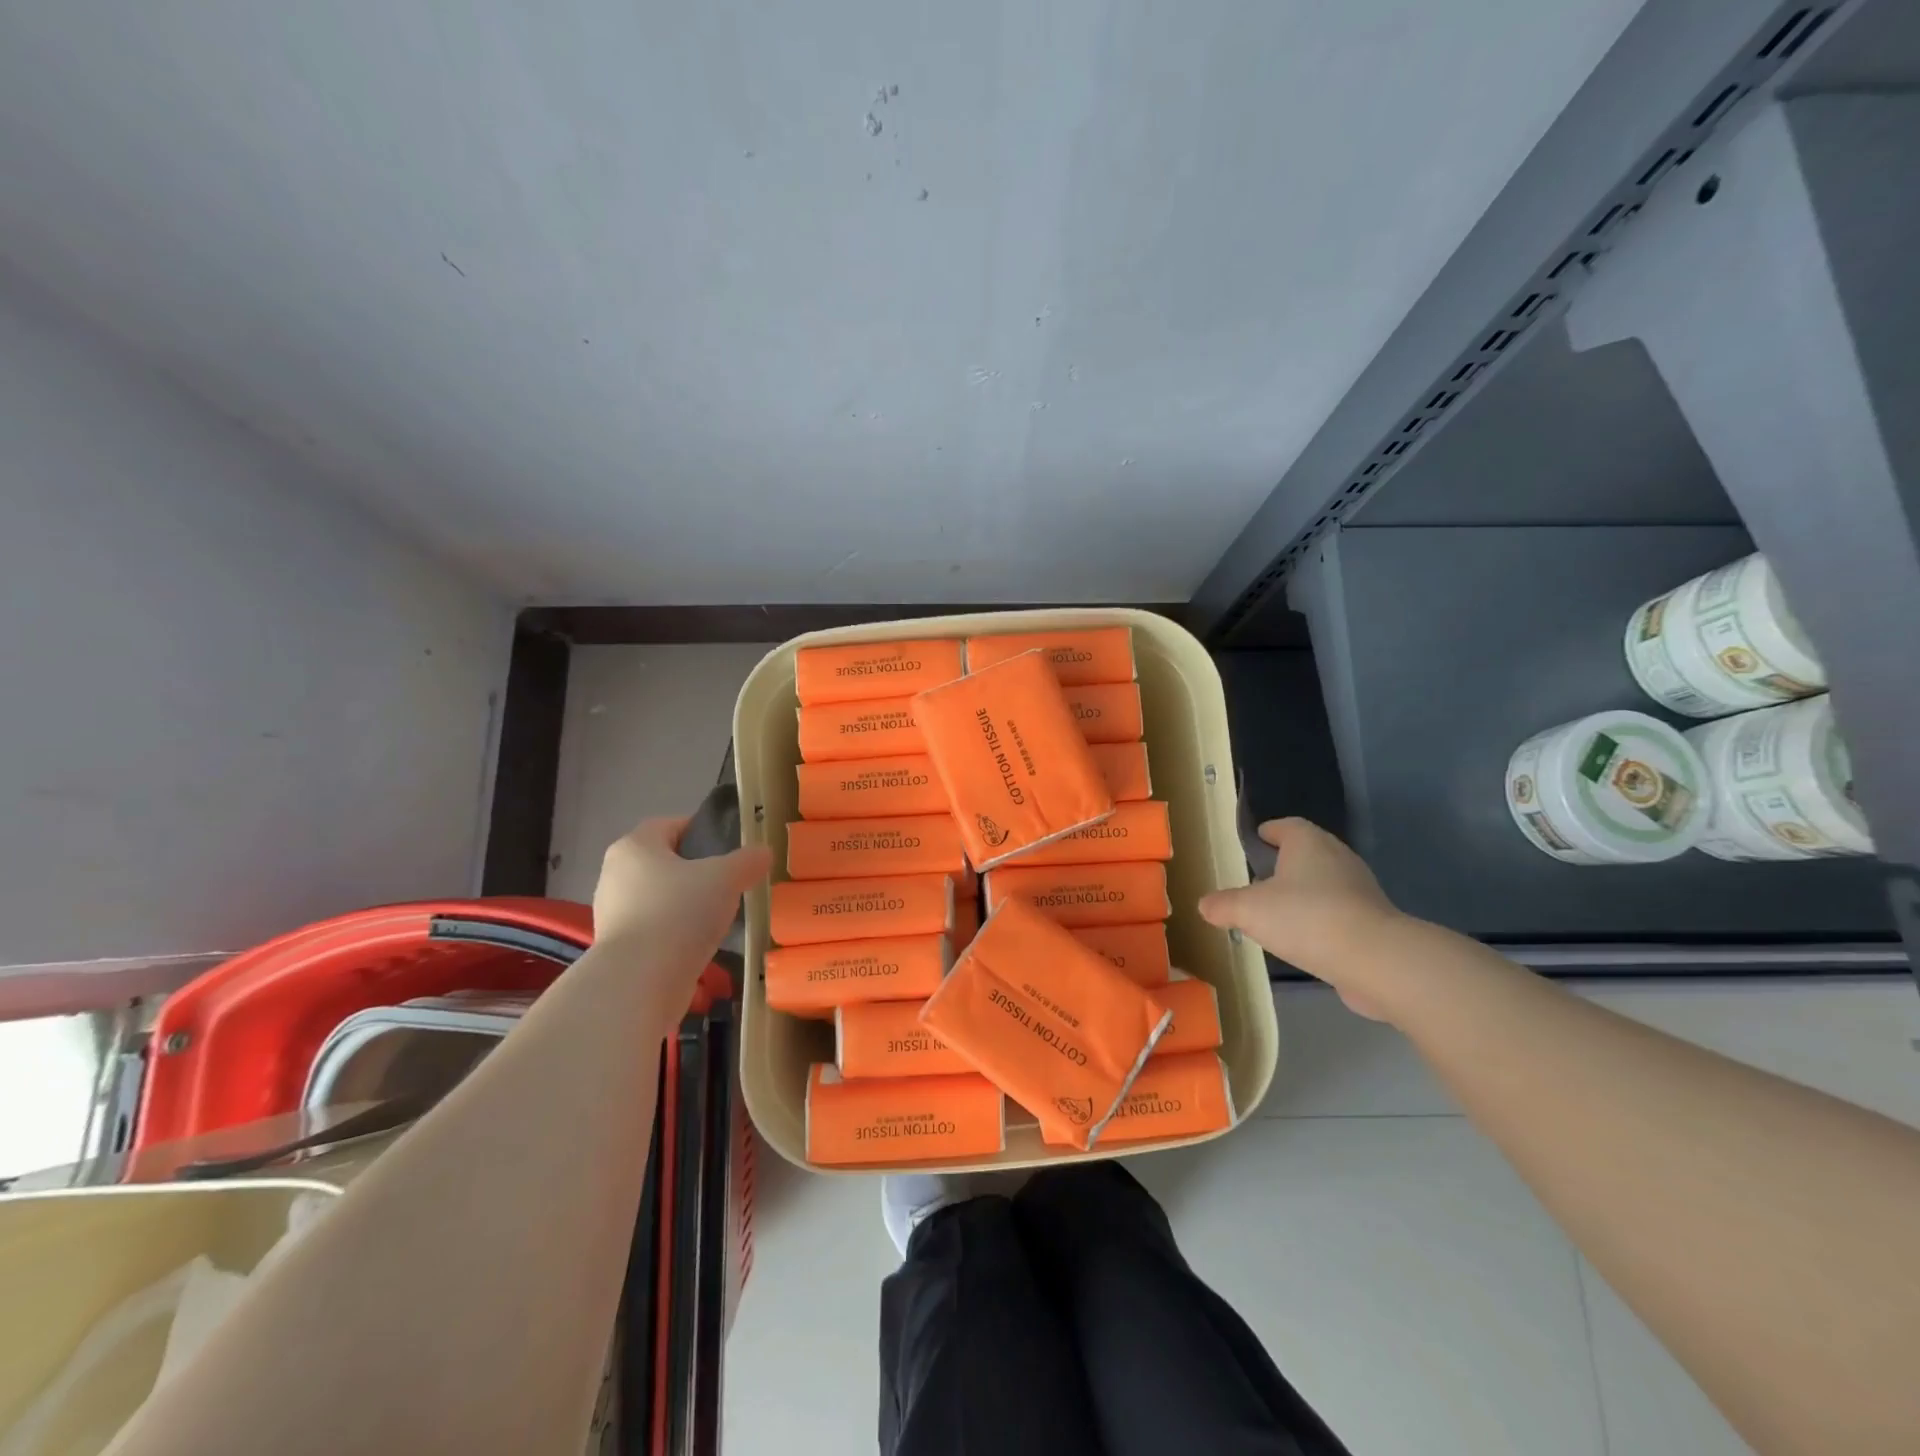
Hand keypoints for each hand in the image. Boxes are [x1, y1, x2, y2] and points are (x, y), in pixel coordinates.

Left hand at [592, 815, 771, 961]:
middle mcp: (614, 874)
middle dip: (696, 872)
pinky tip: (698, 945)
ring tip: (717, 918)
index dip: (702, 831)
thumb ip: (748, 860)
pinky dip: (675, 933)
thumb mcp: (726, 878)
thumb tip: (763, 853)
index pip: (671, 825)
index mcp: (634, 846)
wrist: (639, 982)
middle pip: (664, 862)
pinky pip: (653, 928)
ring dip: (685, 905)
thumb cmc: (679, 913)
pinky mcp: (616, 947)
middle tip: (728, 884)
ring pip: (659, 897)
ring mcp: (612, 913)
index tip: (729, 849)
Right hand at [1198, 818, 1403, 1018]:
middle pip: (1308, 853)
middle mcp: (1337, 858)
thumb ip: (1224, 905)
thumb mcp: (1249, 911)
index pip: (1288, 826)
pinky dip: (1322, 920)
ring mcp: (1360, 890)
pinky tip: (1305, 940)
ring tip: (1279, 913)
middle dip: (1285, 864)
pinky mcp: (1374, 922)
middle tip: (1260, 879)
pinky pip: (1340, 912)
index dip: (1271, 832)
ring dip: (1305, 894)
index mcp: (1308, 843)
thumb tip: (1205, 905)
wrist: (1376, 960)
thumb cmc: (1306, 918)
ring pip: (1325, 883)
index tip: (1257, 840)